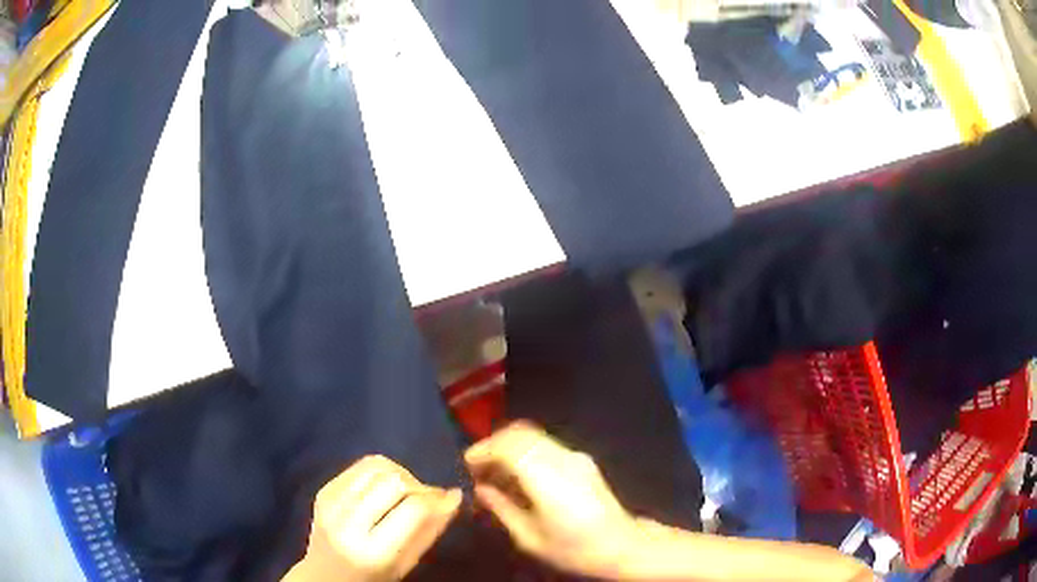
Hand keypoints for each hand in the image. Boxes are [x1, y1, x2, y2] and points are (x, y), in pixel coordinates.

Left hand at [284, 455, 461, 581]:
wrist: (323, 576)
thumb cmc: (371, 579)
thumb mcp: (404, 565)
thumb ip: (429, 532)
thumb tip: (454, 496)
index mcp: (372, 551)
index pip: (413, 509)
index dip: (437, 499)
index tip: (451, 498)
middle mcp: (347, 522)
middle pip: (393, 481)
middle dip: (419, 486)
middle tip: (427, 499)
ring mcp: (330, 502)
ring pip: (376, 466)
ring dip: (400, 474)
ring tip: (407, 492)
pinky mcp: (323, 490)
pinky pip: (360, 466)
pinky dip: (381, 471)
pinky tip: (385, 488)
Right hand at [465, 422, 639, 577]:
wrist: (623, 546)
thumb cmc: (574, 548)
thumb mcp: (529, 537)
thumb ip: (501, 508)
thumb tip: (480, 489)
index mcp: (547, 478)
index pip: (508, 445)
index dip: (482, 450)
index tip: (466, 464)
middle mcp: (563, 458)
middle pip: (520, 433)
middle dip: (493, 444)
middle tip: (477, 466)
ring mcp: (576, 456)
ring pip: (533, 435)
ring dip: (510, 446)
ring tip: (495, 472)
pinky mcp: (583, 460)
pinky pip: (546, 444)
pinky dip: (525, 451)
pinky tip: (519, 474)